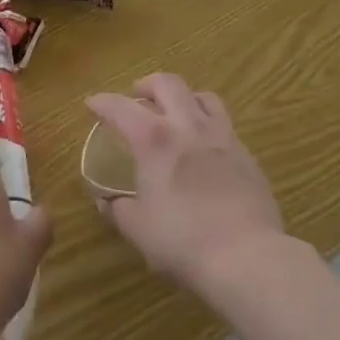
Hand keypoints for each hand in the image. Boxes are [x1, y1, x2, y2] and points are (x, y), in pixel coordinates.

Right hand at [85, 73, 285, 295]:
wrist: (247, 255)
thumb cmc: (183, 241)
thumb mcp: (139, 230)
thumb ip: (119, 209)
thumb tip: (106, 200)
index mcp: (155, 139)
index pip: (121, 107)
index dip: (103, 102)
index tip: (92, 102)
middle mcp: (188, 125)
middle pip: (168, 83)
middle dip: (148, 84)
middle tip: (137, 96)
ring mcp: (221, 135)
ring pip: (202, 96)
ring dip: (184, 97)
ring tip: (176, 112)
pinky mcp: (246, 153)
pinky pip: (224, 123)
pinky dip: (207, 124)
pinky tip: (204, 147)